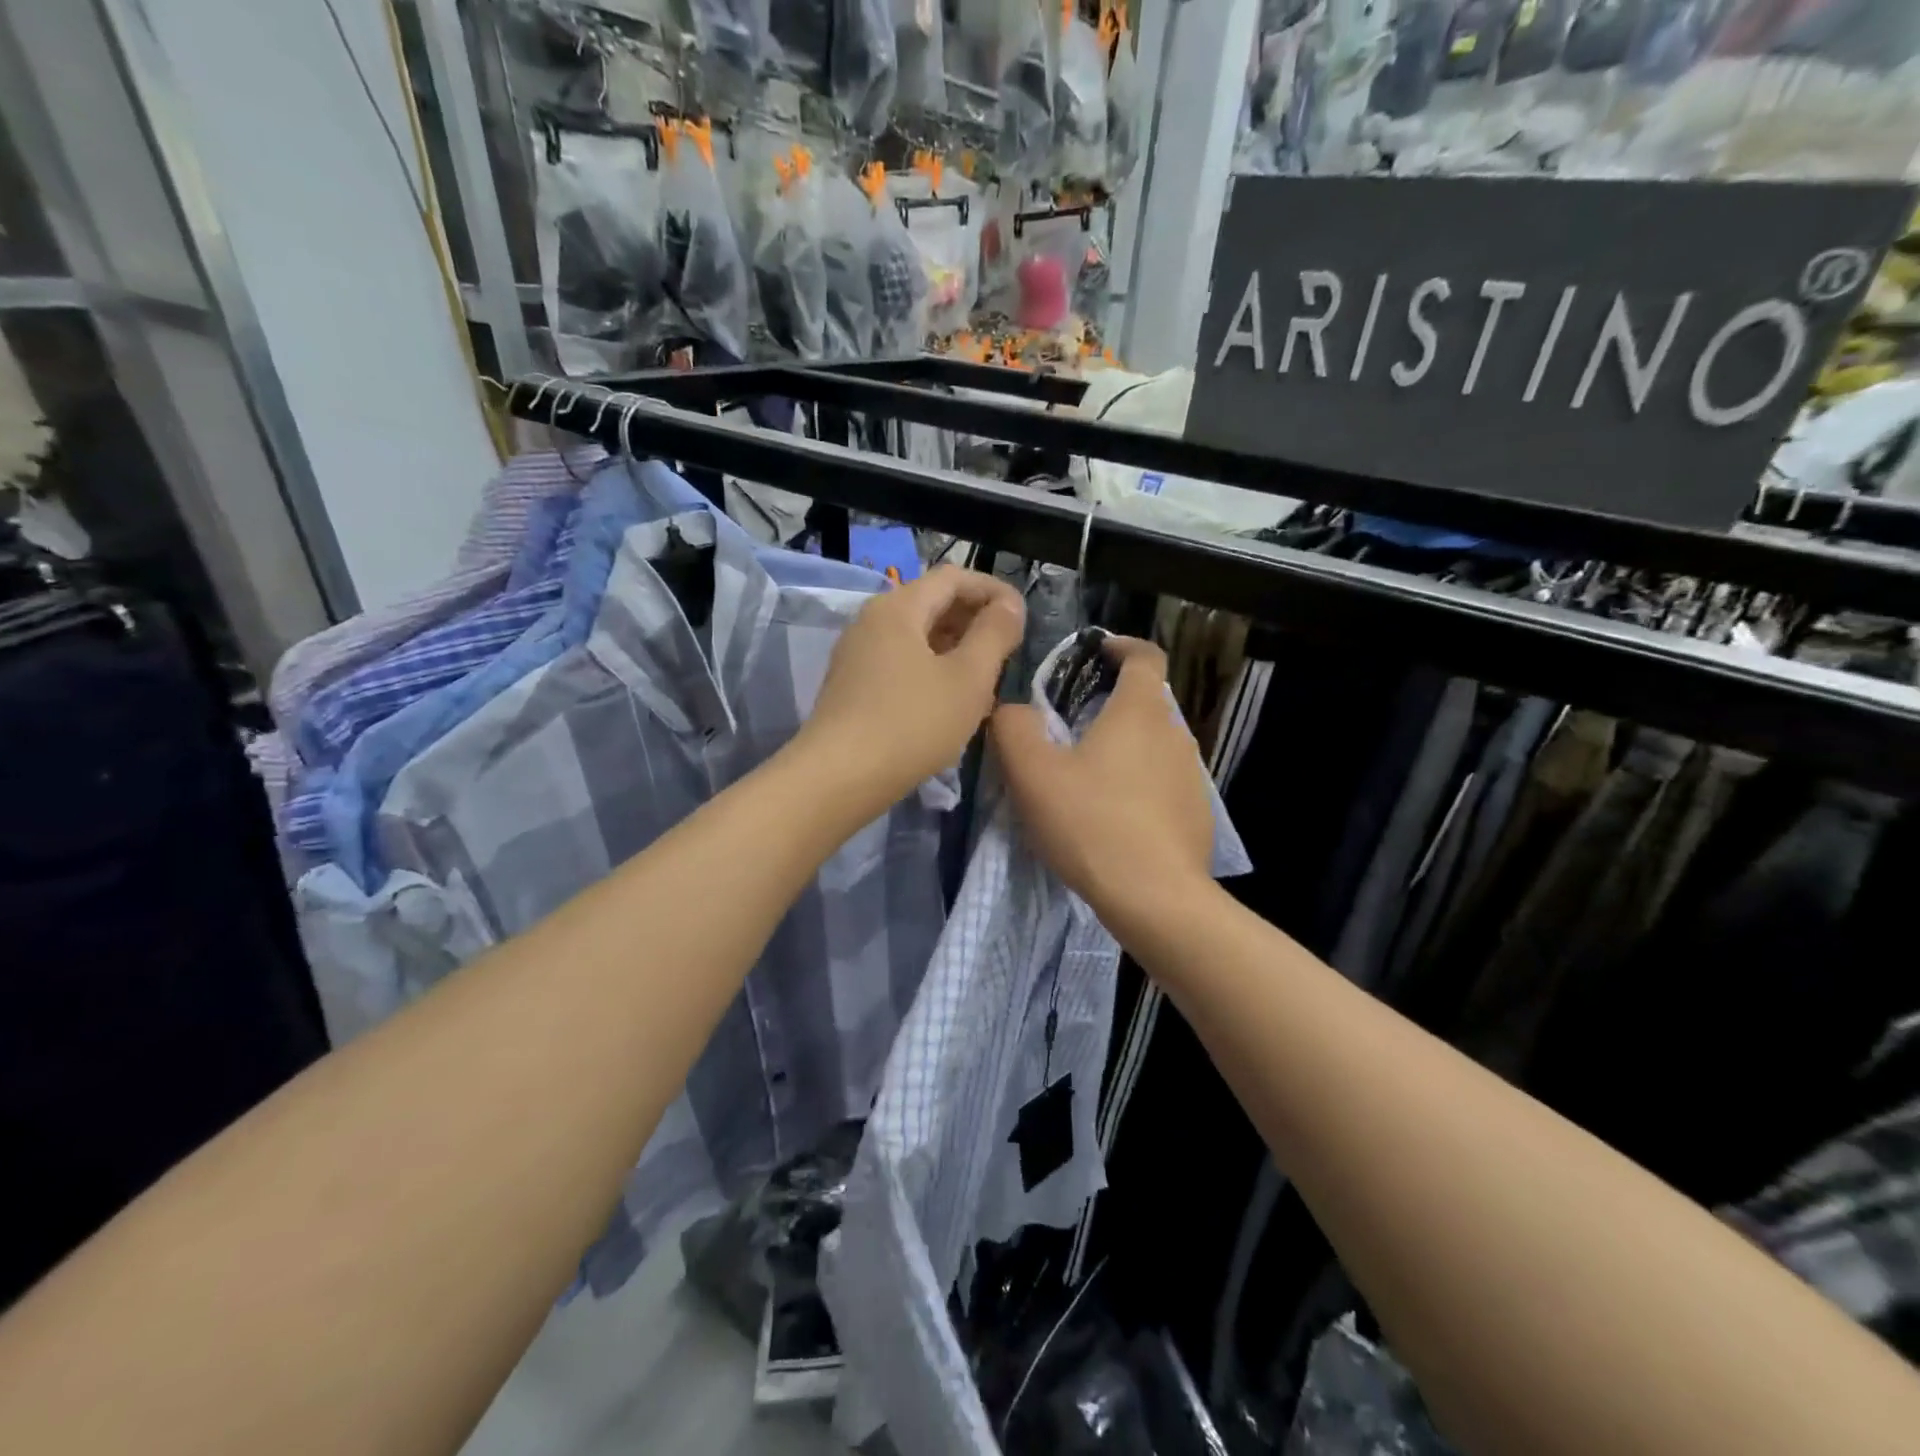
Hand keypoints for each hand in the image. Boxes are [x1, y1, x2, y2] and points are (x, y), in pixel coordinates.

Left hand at [800, 565, 1024, 811]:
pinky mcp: (853, 686)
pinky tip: (951, 702)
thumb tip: (1008, 606)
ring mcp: (858, 655)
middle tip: (1008, 650)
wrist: (839, 778)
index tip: (1022, 616)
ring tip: (986, 679)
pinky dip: (932, 670)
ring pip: (917, 637)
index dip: (992, 590)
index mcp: (898, 607)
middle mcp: (872, 621)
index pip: (953, 577)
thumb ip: (994, 635)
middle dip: (974, 620)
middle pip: (931, 603)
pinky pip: (901, 663)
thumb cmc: (913, 723)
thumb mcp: (968, 679)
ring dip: (955, 649)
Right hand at [991, 637, 1213, 922]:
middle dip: (1112, 702)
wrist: (1155, 898)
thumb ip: (1014, 728)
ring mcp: (1191, 775)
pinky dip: (1140, 783)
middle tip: (1072, 724)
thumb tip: (1011, 709)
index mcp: (1139, 711)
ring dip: (1125, 746)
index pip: (1144, 655)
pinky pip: (1164, 781)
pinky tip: (1114, 816)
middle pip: (1147, 700)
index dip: (1120, 646)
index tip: (1095, 653)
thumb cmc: (1091, 824)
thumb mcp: (1033, 774)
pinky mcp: (1196, 812)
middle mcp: (1174, 733)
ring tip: (1088, 774)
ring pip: (1154, 743)